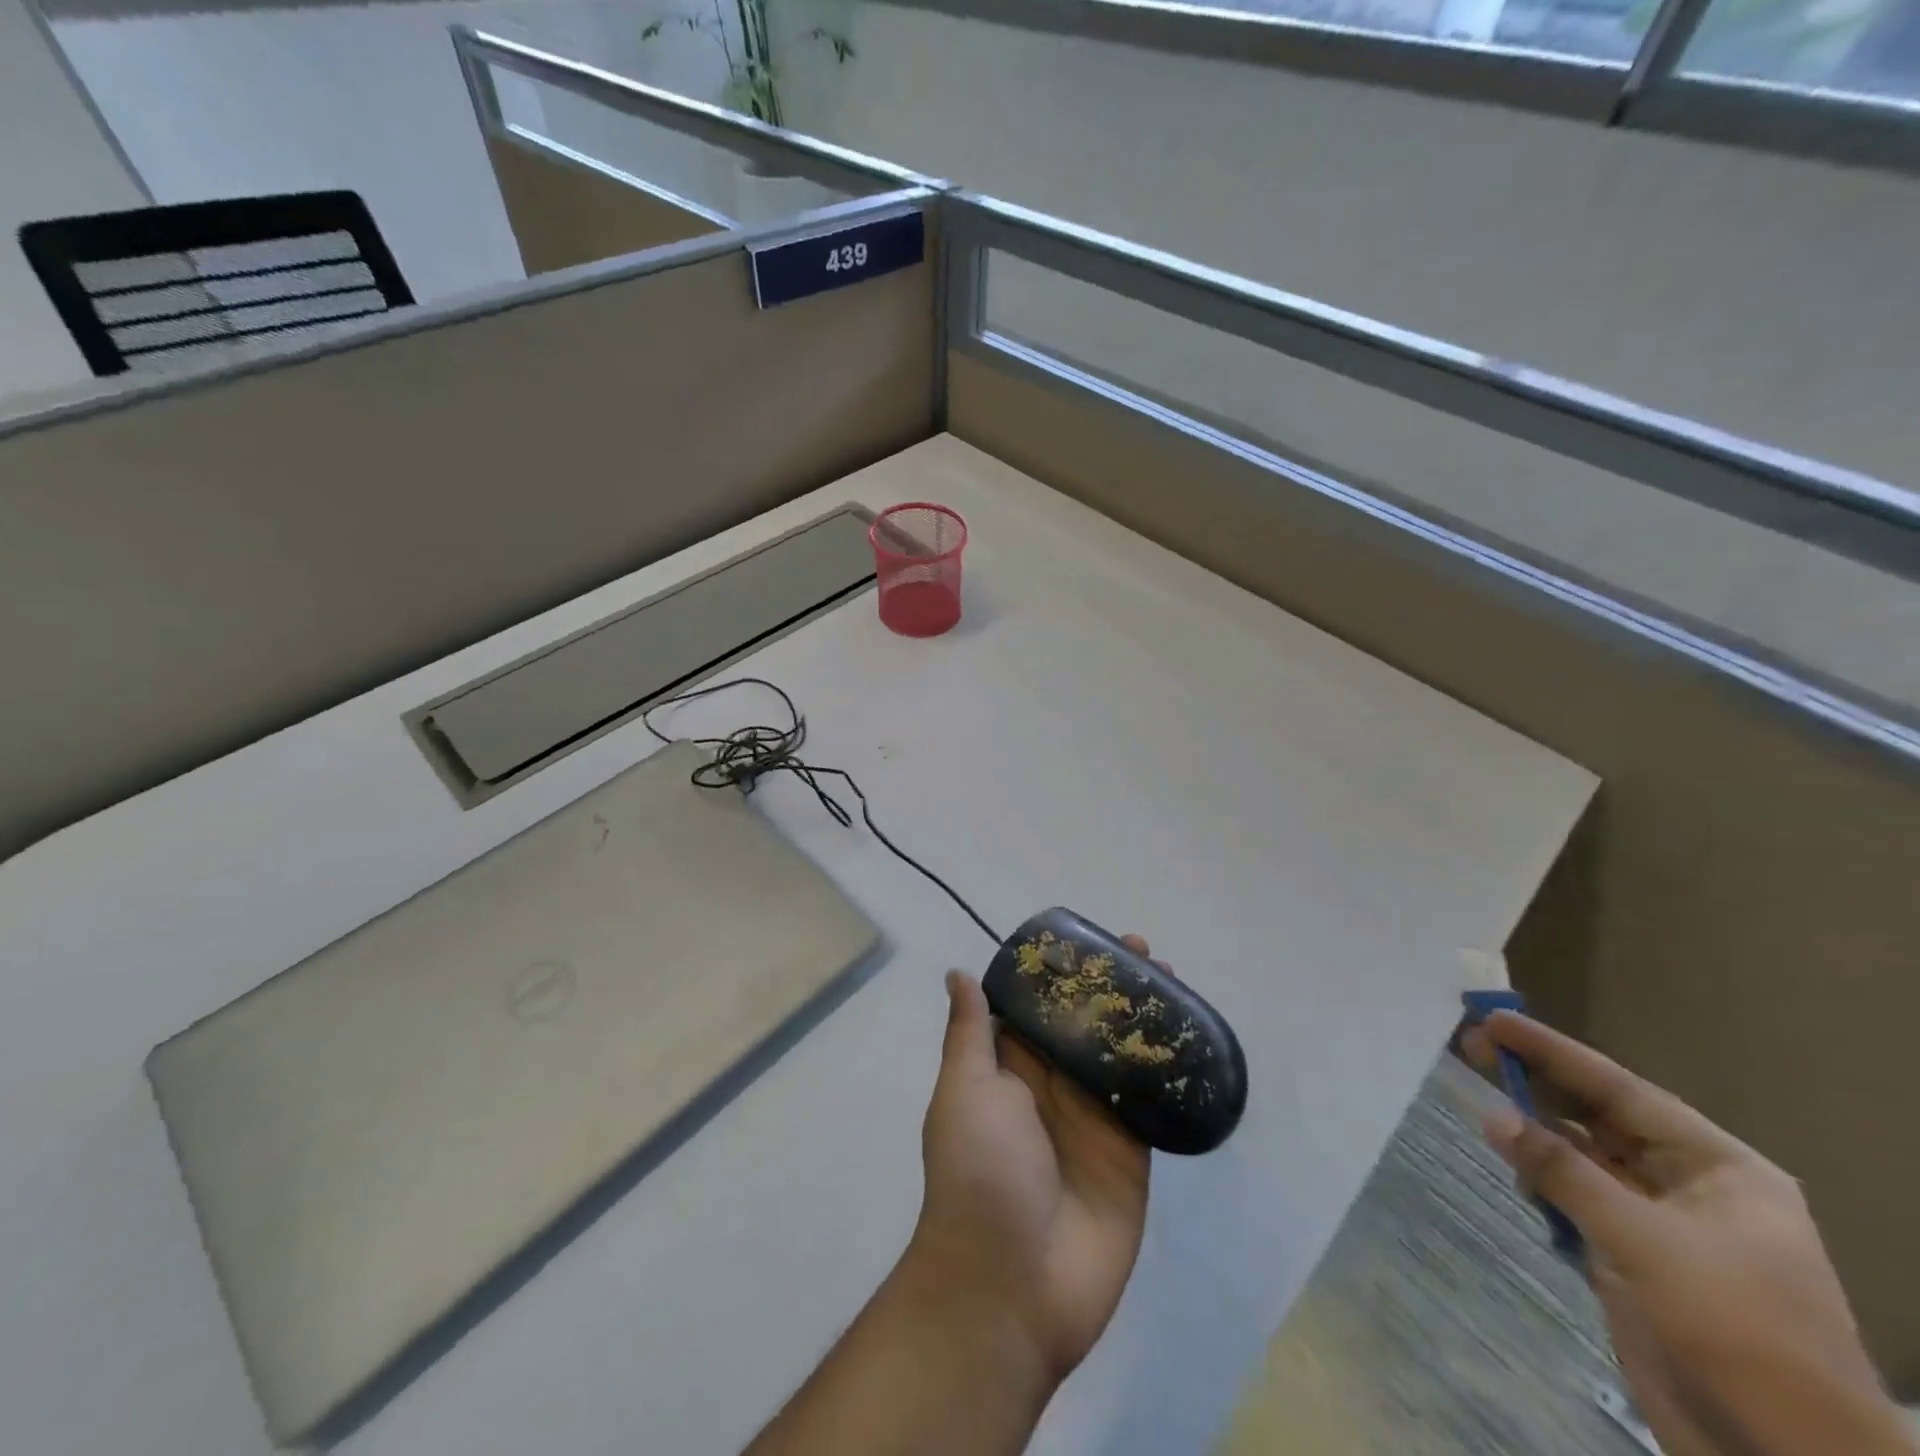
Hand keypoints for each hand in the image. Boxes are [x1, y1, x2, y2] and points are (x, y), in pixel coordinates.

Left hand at [907, 944, 1152, 1386]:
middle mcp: (1053, 1086)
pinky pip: (1152, 1101)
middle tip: (1142, 950)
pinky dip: (1169, 1069)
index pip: (1039, 1006)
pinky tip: (1193, 1035)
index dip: (1062, 972)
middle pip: (1087, 1024)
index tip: (1087, 940)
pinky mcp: (1132, 1152)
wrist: (1012, 1285)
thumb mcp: (965, 1090)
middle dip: (1111, 986)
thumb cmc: (980, 1172)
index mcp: (1010, 1068)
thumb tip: (958, 973)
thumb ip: (970, 1032)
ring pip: (1123, 1053)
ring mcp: (1094, 1118)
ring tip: (1171, 978)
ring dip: (1144, 1017)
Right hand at [1465, 1012, 1913, 1455]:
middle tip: (1470, 1047)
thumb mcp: (1646, 1242)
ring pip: (1581, 1156)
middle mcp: (1690, 1184)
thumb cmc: (1739, 1331)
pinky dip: (1541, 1181)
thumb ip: (1563, 1171)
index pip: (1620, 1090)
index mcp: (1719, 1168)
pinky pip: (1575, 1197)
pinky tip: (1515, 1173)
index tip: (1494, 1019)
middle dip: (1537, 1084)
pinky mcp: (1632, 1257)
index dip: (1554, 1052)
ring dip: (1534, 1132)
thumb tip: (1491, 1115)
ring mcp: (1660, 1222)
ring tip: (1483, 1106)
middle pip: (1598, 1116)